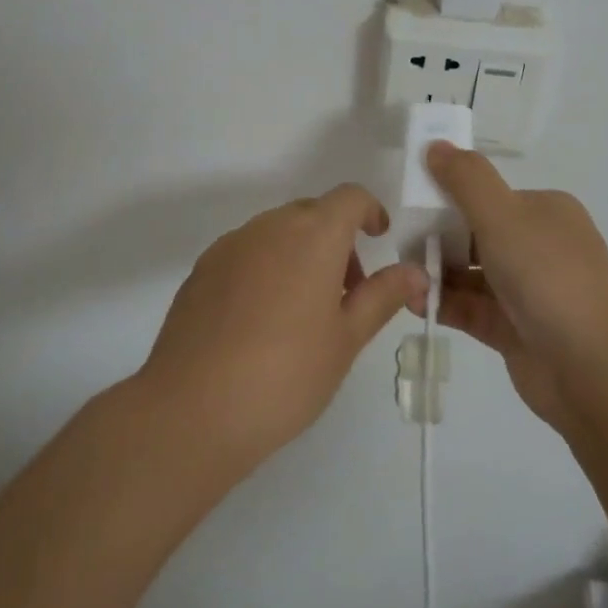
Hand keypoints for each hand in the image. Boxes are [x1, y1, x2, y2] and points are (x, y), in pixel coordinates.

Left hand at [137, 185, 425, 474]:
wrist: (191, 409)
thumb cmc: (286, 374)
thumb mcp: (346, 339)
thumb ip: (383, 296)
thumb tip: (416, 272)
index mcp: (313, 234)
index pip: (349, 197)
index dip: (369, 211)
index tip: (378, 238)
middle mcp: (271, 226)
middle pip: (312, 213)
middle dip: (336, 240)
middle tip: (346, 293)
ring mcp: (231, 245)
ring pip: (277, 232)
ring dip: (300, 253)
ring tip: (302, 313)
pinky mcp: (203, 269)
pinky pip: (246, 252)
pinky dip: (266, 268)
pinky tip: (260, 322)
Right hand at [424, 143, 607, 432]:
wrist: (595, 372)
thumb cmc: (549, 278)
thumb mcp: (503, 216)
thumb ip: (465, 179)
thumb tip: (435, 144)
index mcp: (545, 212)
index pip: (489, 195)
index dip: (449, 198)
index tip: (412, 206)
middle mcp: (539, 246)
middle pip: (476, 233)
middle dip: (438, 238)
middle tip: (401, 245)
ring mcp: (529, 290)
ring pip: (472, 273)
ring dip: (437, 273)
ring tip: (402, 277)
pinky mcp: (516, 329)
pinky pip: (472, 308)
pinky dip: (444, 302)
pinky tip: (414, 302)